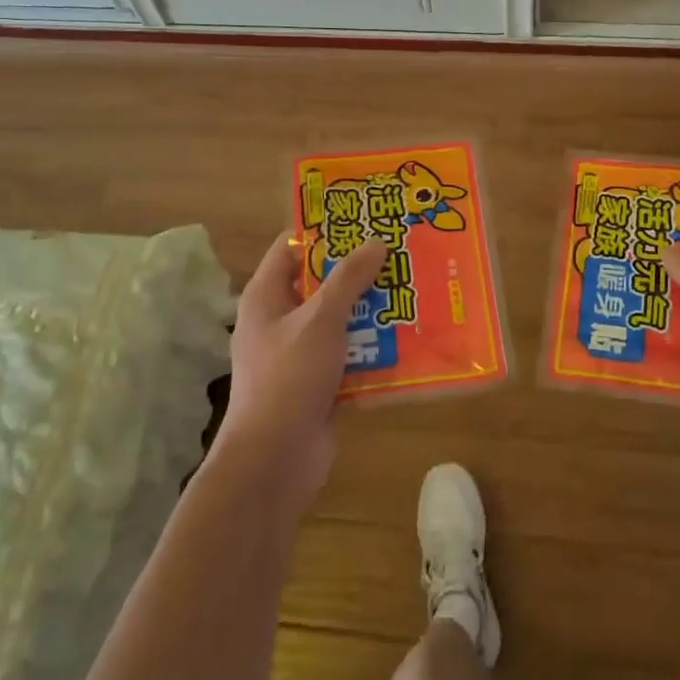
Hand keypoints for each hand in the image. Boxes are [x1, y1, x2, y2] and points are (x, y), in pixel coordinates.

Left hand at [218, 232, 387, 502]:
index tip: (363, 219)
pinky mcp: (319, 383)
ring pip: (340, 321)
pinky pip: (350, 355)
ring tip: (412, 290)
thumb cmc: (288, 377)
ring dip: (371, 311)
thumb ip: (348, 279)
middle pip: (322, 284)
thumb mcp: (320, 319)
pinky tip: (408, 338)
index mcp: (266, 296)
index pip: (292, 247)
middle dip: (359, 271)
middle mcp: (280, 320)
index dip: (324, 231)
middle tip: (400, 253)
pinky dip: (374, 348)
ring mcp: (300, 354)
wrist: (274, 460)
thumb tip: (375, 242)